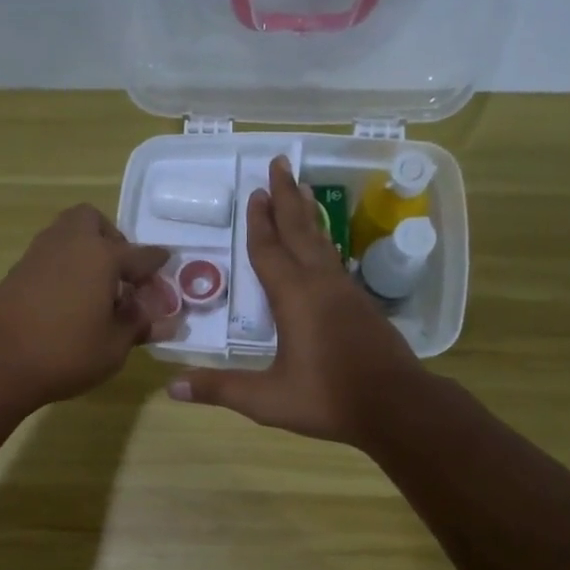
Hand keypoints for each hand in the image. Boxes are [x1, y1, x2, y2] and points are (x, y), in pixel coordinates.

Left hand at [0, 204, 176, 410]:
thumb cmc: (66, 352)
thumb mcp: (114, 346)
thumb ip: (139, 326)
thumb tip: (162, 321)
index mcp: (102, 255)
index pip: (141, 255)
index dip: (157, 265)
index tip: (167, 268)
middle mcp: (71, 243)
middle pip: (94, 222)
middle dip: (112, 240)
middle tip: (121, 274)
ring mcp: (40, 254)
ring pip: (68, 235)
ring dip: (86, 252)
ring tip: (98, 289)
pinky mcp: (18, 271)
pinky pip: (52, 256)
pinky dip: (66, 267)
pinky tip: (71, 299)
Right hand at [167, 157, 427, 444]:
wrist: (396, 406)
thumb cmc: (328, 399)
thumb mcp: (267, 399)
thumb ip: (221, 389)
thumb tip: (173, 387)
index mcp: (294, 298)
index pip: (270, 251)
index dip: (258, 223)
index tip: (254, 192)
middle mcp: (321, 284)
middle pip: (300, 231)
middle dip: (286, 197)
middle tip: (279, 164)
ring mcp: (346, 292)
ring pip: (322, 242)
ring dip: (308, 214)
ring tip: (302, 190)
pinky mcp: (362, 304)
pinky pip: (335, 261)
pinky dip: (324, 242)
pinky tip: (324, 246)